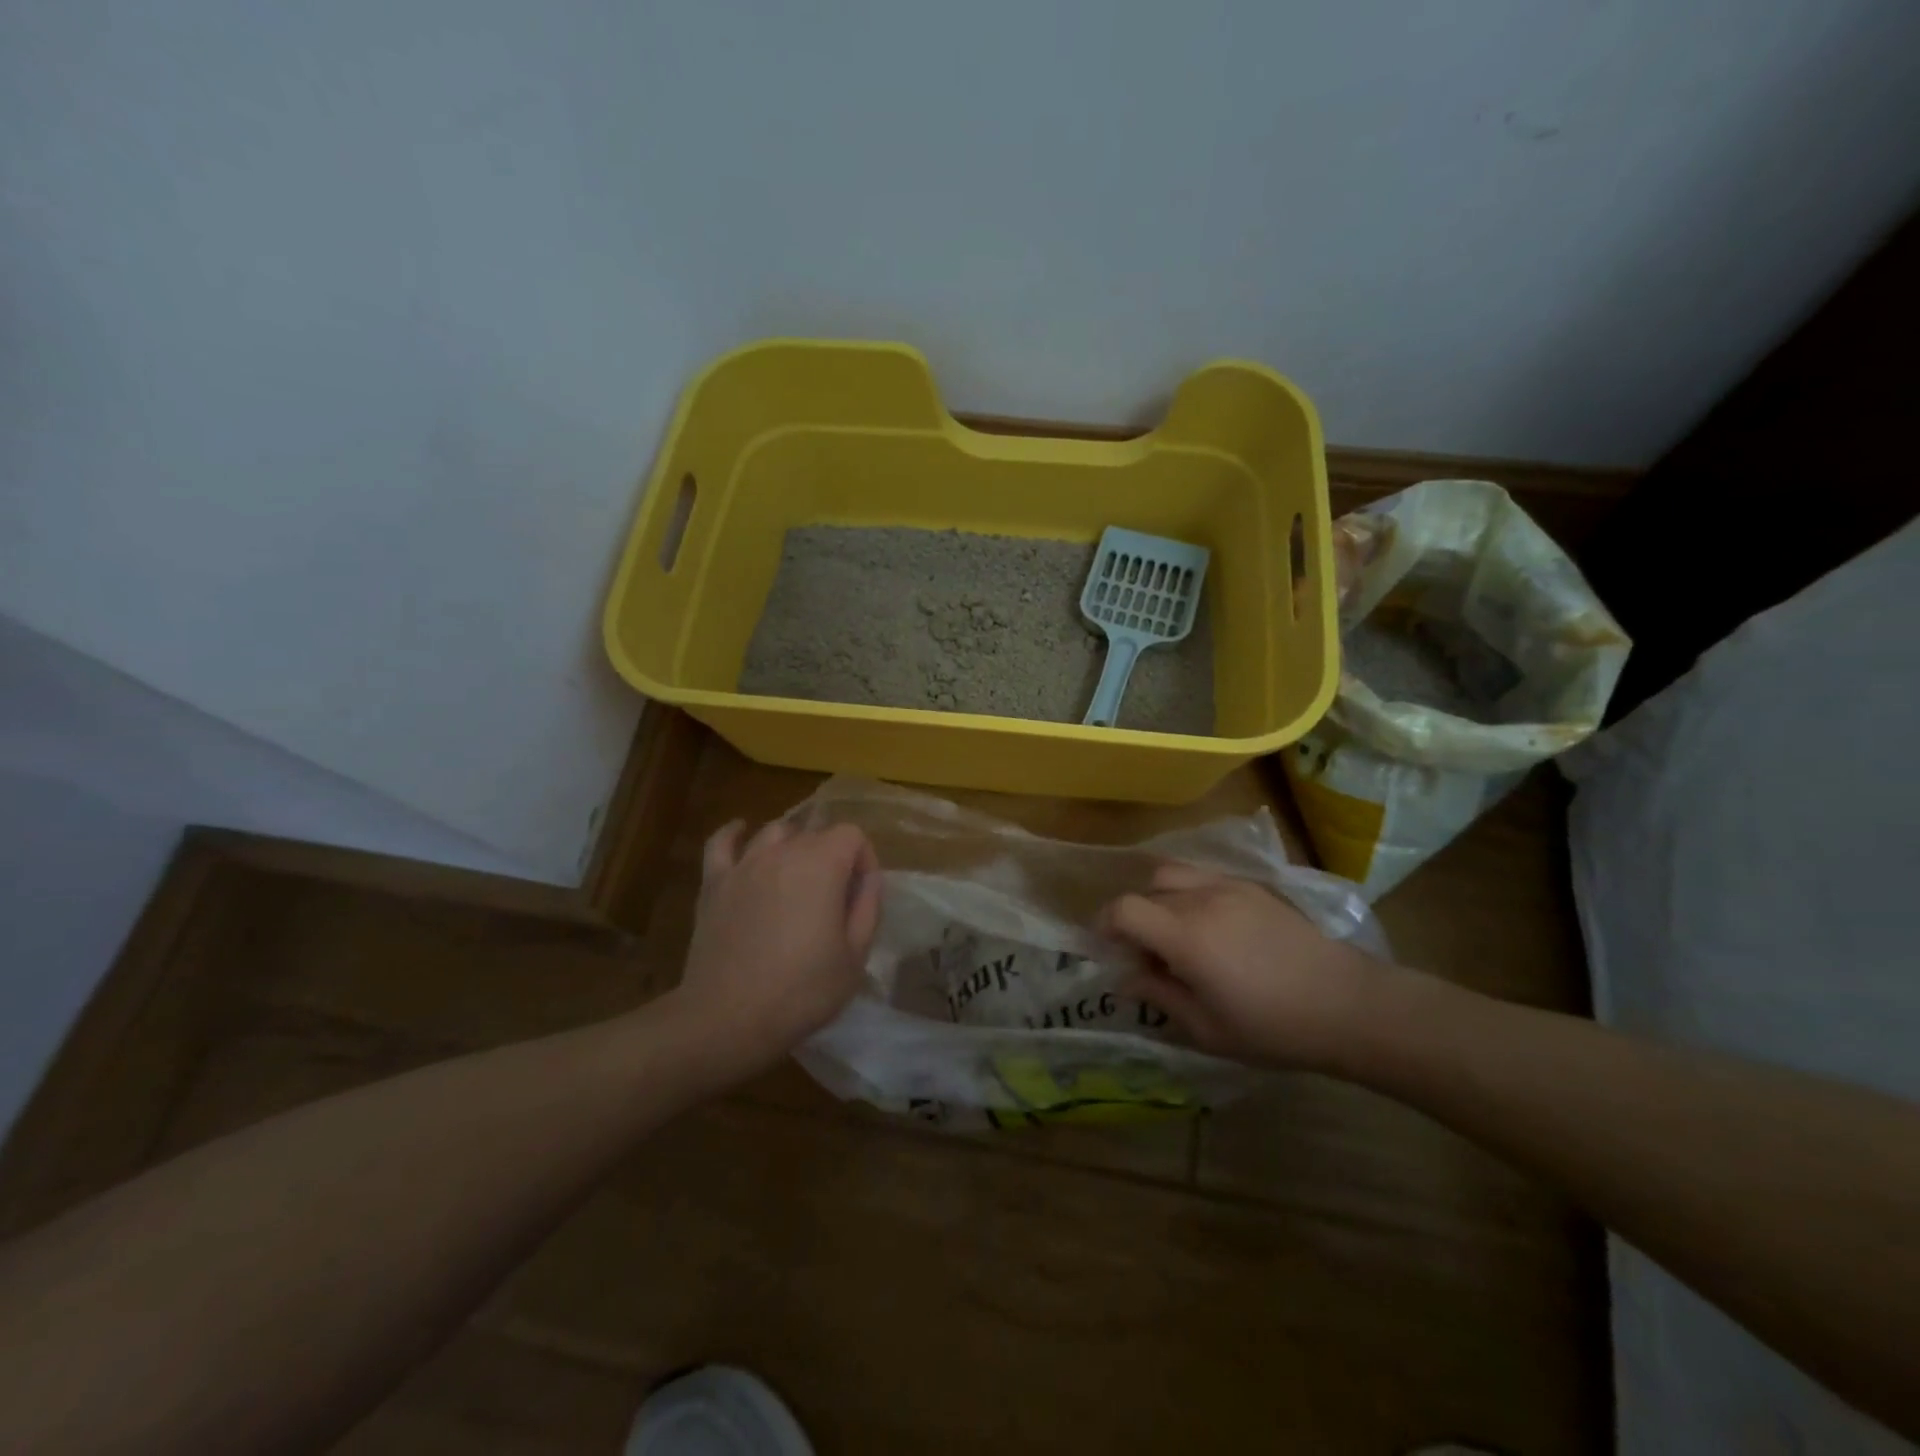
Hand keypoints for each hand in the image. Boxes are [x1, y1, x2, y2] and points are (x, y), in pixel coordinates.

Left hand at [667, 817, 881, 1083]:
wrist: (728, 1019)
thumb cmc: (802, 991)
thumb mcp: (855, 956)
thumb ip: (868, 908)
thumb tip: (869, 879)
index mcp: (822, 864)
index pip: (852, 835)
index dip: (864, 860)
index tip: (861, 896)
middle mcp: (782, 852)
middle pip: (815, 832)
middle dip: (832, 857)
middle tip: (834, 898)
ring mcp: (744, 865)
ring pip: (774, 832)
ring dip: (792, 845)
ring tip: (798, 873)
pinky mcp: (714, 883)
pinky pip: (721, 843)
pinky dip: (733, 833)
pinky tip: (741, 832)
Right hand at [1099, 863, 1391, 1070]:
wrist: (1348, 1005)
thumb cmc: (1274, 1028)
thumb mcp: (1207, 1029)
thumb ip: (1160, 996)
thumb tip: (1126, 978)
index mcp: (1186, 936)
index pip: (1124, 909)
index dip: (1105, 924)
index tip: (1106, 948)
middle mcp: (1202, 900)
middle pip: (1146, 891)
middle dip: (1133, 919)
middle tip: (1146, 955)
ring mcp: (1230, 887)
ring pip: (1173, 875)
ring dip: (1159, 899)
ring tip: (1175, 934)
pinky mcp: (1253, 886)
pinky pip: (1203, 877)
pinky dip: (1189, 894)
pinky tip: (1210, 928)